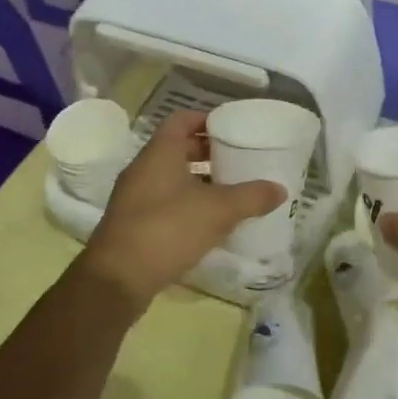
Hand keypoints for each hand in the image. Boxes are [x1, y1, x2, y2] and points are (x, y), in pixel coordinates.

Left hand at [75, 110, 286, 312]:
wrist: (117, 278)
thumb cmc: (168, 228)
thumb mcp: (218, 210)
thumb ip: (251, 196)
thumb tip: (280, 189)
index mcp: (160, 152)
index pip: (182, 119)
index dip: (206, 119)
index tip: (232, 128)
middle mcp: (143, 168)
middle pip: (177, 148)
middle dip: (207, 152)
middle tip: (236, 160)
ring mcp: (133, 197)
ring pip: (170, 177)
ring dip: (197, 181)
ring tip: (228, 192)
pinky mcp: (131, 224)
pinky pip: (163, 202)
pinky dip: (185, 204)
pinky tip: (207, 223)